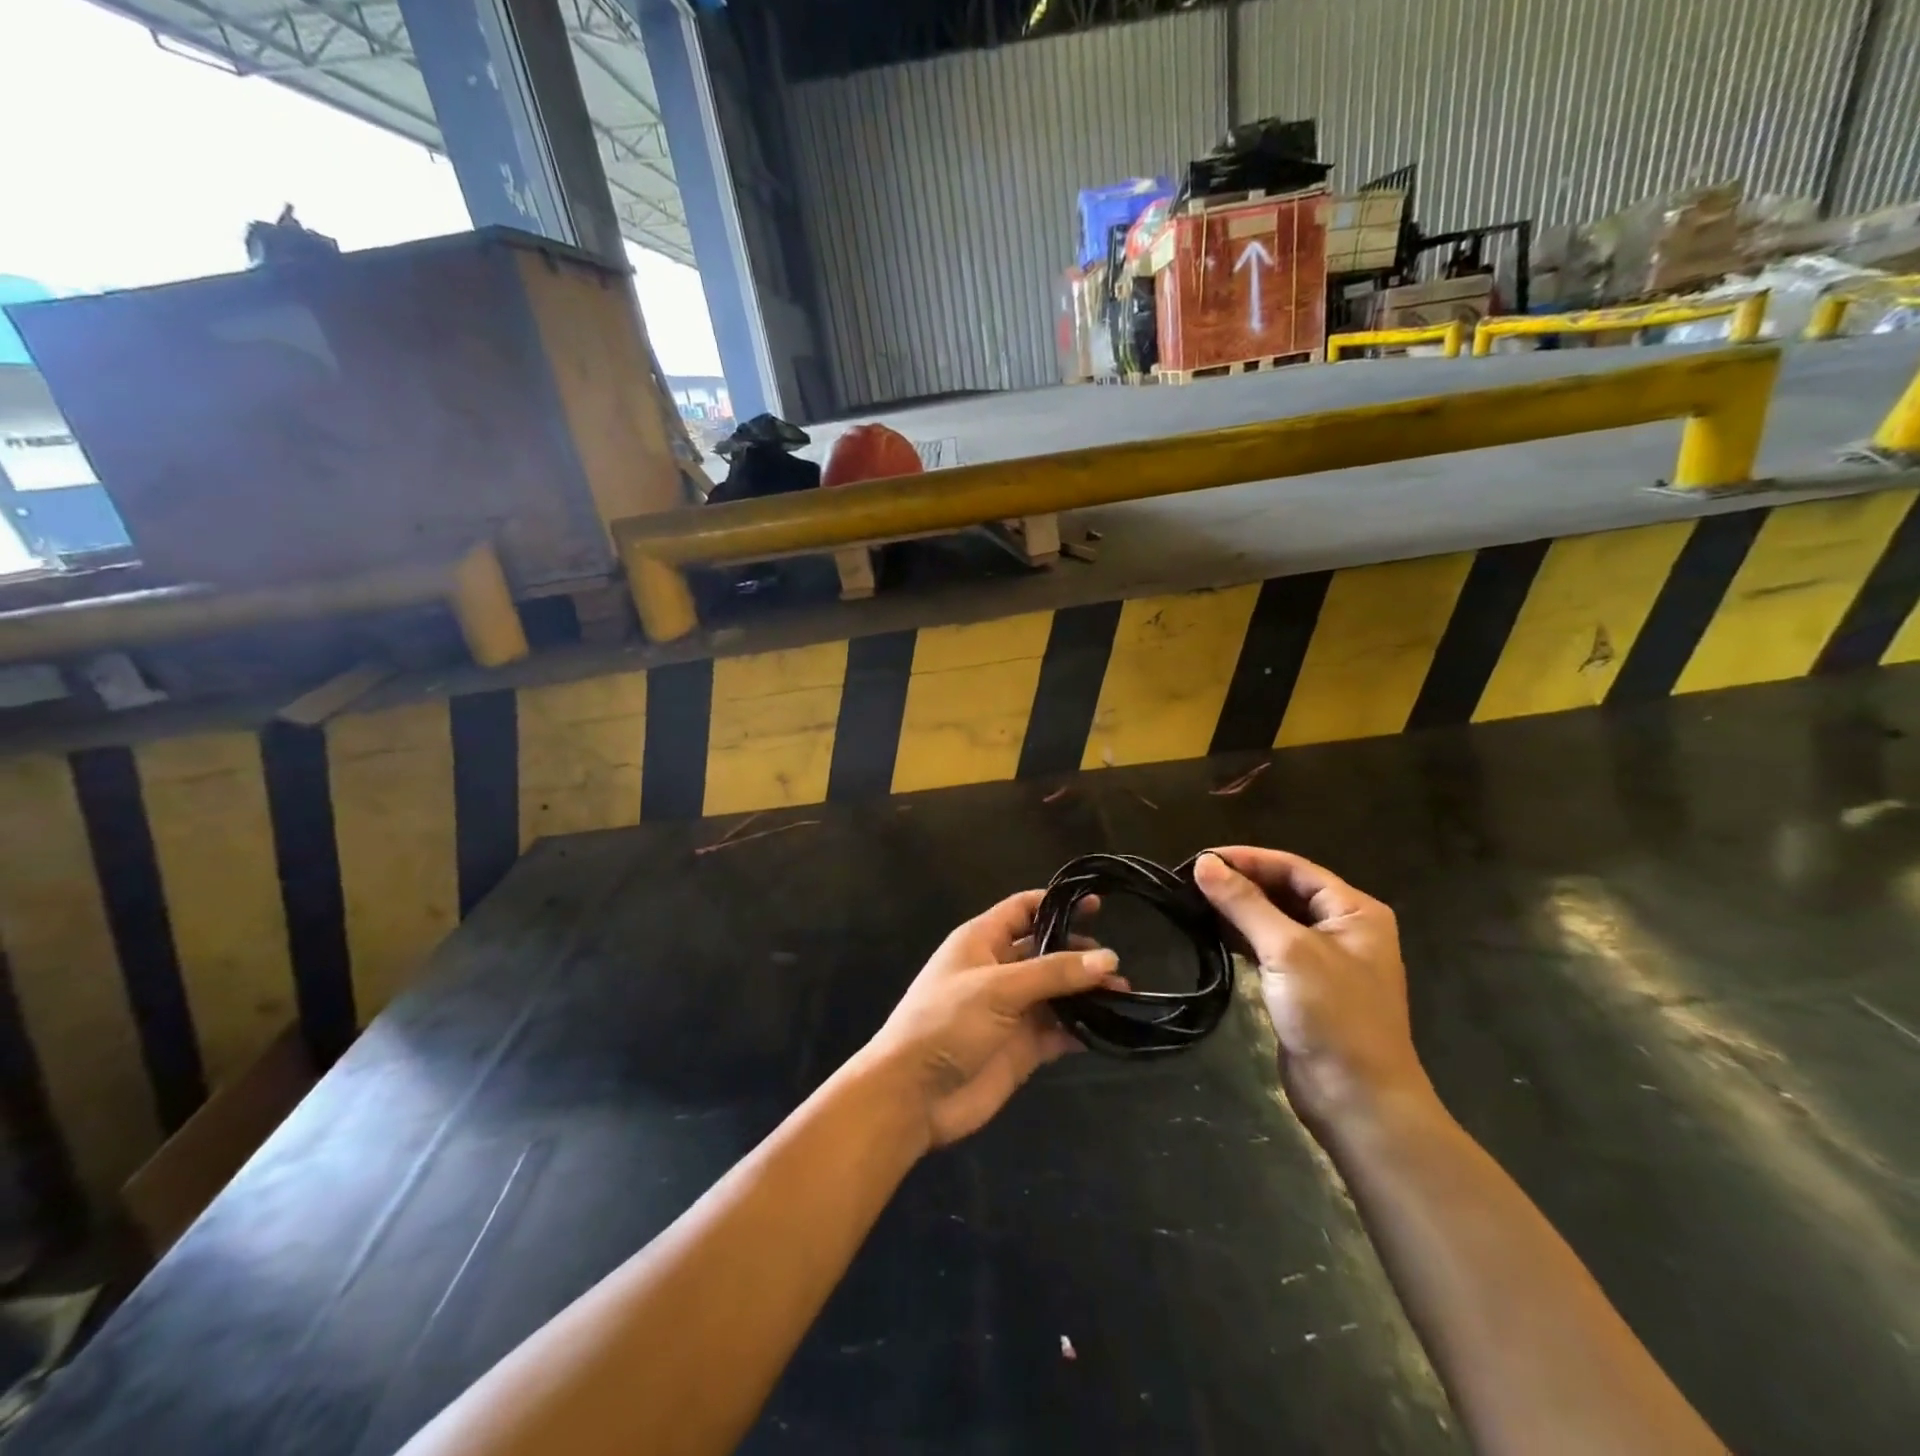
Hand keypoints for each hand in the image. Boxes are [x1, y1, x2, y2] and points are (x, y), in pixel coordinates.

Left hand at [863, 890, 1121, 1148]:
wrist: (913, 1095)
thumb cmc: (946, 1023)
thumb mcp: (998, 988)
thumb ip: (1053, 973)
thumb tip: (1108, 958)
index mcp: (982, 941)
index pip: (1023, 909)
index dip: (1057, 904)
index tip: (1098, 906)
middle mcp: (998, 970)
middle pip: (1045, 951)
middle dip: (1079, 953)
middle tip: (1115, 963)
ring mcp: (1011, 1010)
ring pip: (1057, 992)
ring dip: (1087, 992)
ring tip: (1123, 993)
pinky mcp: (1021, 1047)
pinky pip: (1058, 1030)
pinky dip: (1082, 1028)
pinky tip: (1110, 1028)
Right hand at [1194, 848, 1433, 1138]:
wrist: (1357, 1100)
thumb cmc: (1332, 1015)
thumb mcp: (1287, 950)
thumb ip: (1244, 904)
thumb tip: (1204, 864)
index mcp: (1354, 911)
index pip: (1294, 869)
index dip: (1248, 859)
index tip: (1202, 858)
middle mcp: (1343, 929)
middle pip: (1285, 891)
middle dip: (1241, 883)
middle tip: (1192, 879)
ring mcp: (1323, 960)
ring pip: (1274, 919)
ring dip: (1237, 909)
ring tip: (1193, 900)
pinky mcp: (1303, 986)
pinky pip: (1268, 948)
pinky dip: (1241, 937)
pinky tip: (1211, 931)